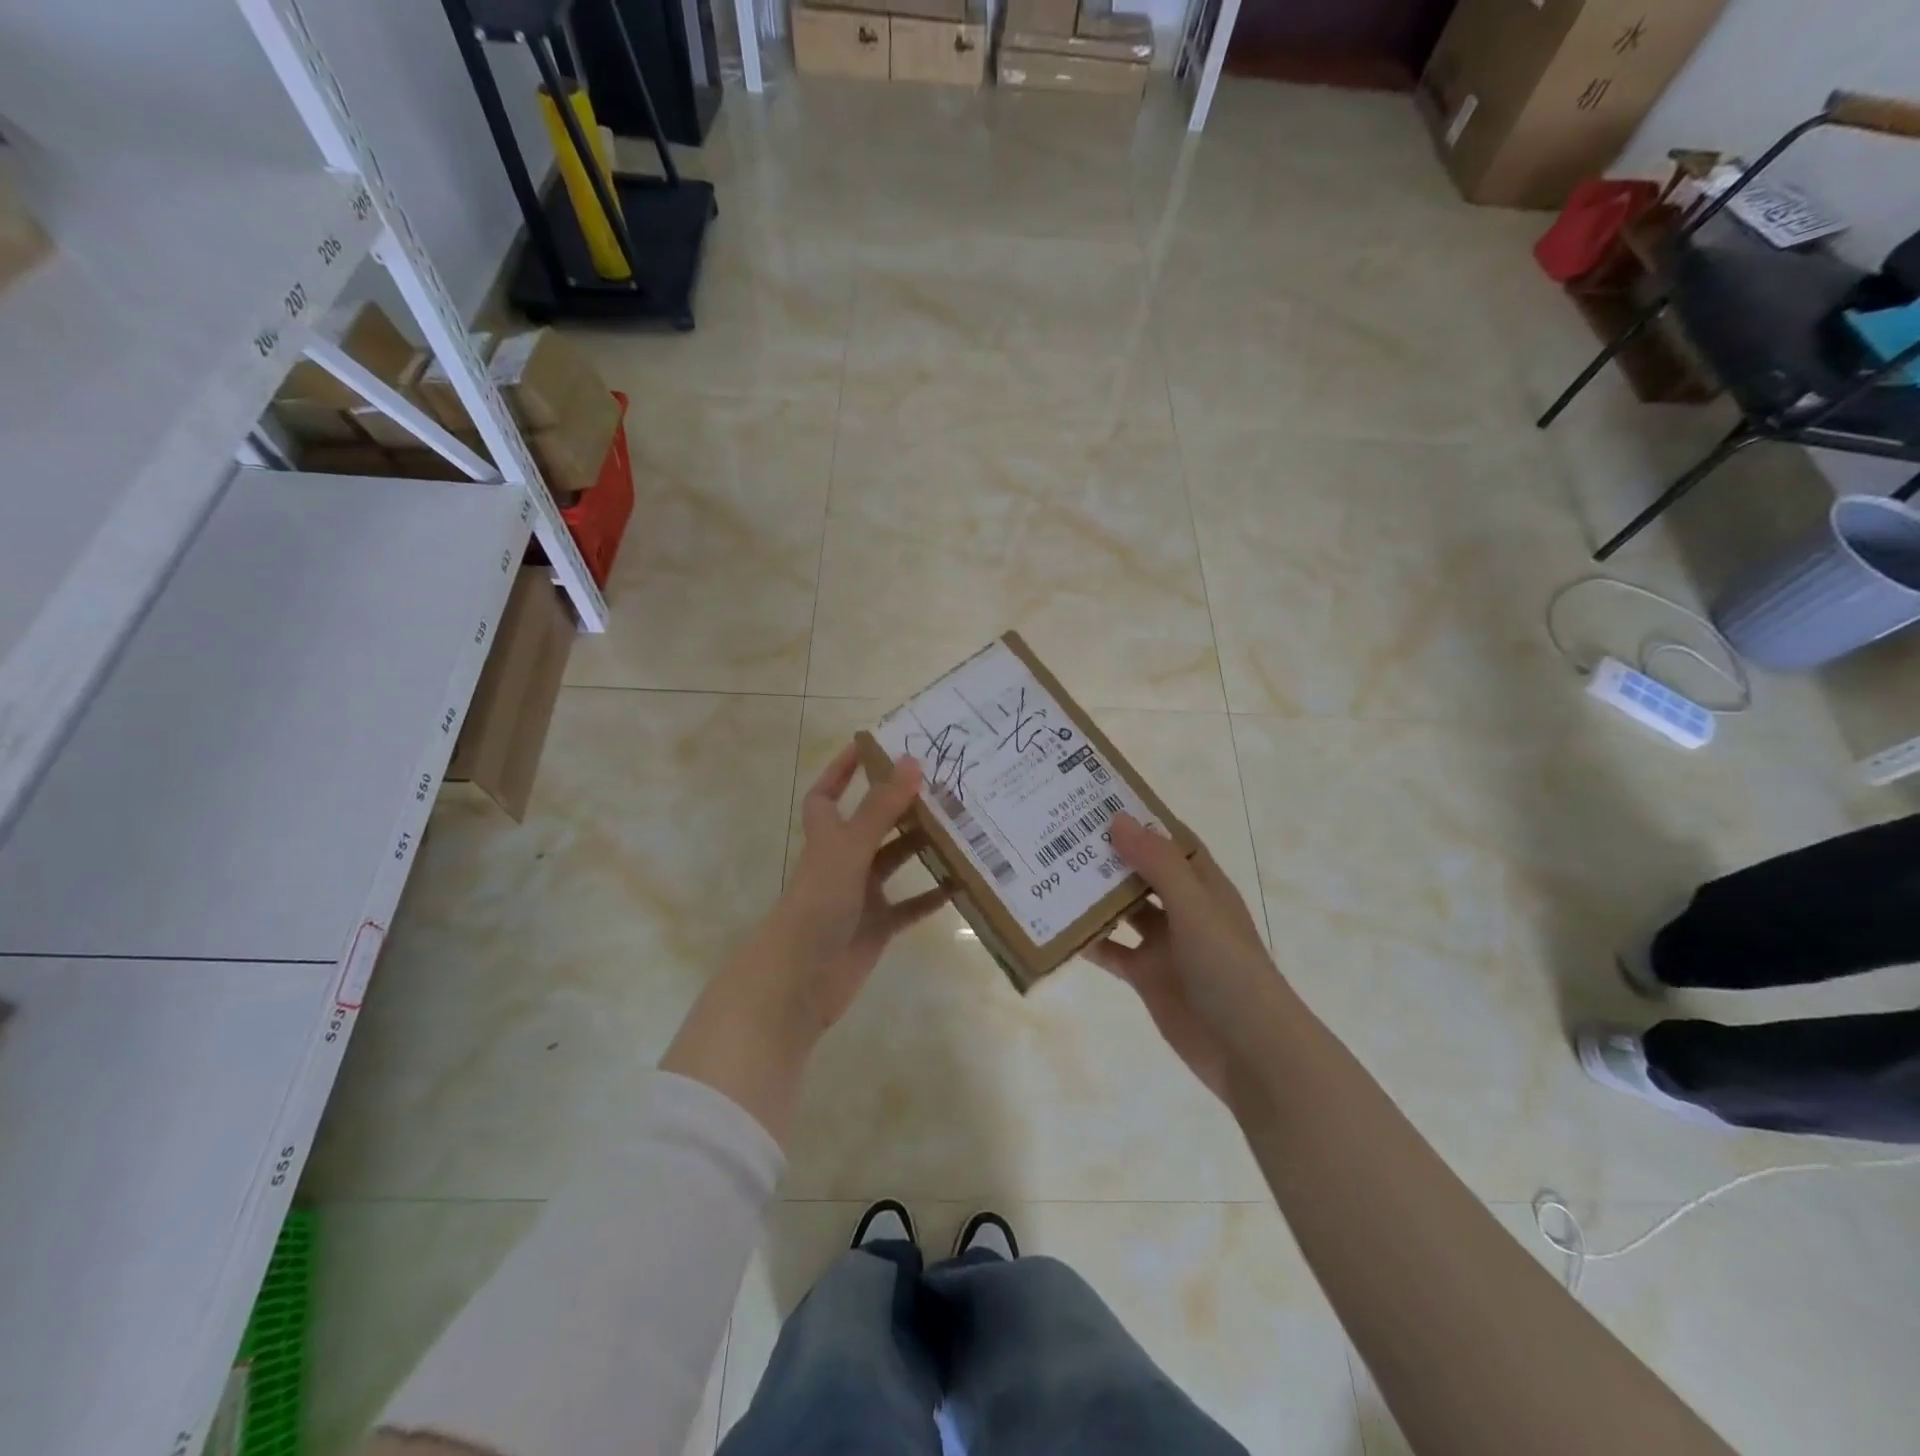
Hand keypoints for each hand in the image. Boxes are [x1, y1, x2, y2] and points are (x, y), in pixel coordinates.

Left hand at [762, 744, 950, 1034]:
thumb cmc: (817, 903)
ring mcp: (860, 896)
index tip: (871, 746)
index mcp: (827, 837)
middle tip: (942, 784)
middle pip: (873, 825)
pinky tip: (961, 884)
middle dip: (901, 806)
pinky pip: (910, 907)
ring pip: (895, 863)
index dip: (842, 770)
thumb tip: (913, 761)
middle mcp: (843, 862)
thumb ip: (881, 809)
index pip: (828, 794)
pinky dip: (931, 896)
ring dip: (922, 847)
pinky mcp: (877, 927)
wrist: (799, 980)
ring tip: (961, 826)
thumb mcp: (849, 849)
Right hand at [1083, 814, 1286, 1101]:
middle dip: (1108, 854)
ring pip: (1123, 910)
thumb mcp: (1195, 909)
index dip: (1141, 819)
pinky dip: (1090, 941)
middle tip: (1059, 833)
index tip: (1097, 799)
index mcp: (1203, 886)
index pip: (1170, 840)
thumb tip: (1117, 819)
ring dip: (1094, 895)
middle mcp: (1183, 909)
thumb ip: (1157, 865)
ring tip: (1050, 873)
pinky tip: (1058, 929)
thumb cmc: (1229, 970)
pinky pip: (1112, 952)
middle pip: (1141, 872)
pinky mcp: (1148, 977)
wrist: (1250, 1052)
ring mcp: (1164, 945)